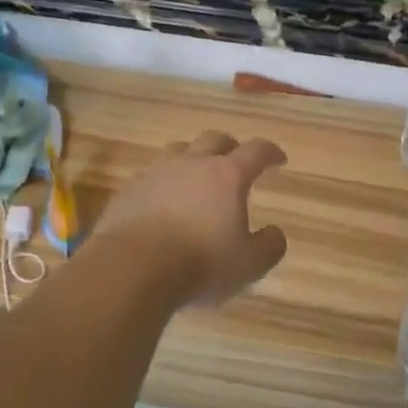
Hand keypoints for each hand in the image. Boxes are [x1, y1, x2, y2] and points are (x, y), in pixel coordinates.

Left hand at [91, 130, 288, 307]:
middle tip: (236, 159)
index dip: (270, 152)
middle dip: (230, 146)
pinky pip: (151, 175)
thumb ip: (269, 246)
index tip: (278, 159)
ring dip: (193, 157)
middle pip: (214, 140)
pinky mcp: (129, 189)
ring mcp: (156, 172)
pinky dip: (163, 182)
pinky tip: (162, 199)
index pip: (255, 151)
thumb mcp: (249, 264)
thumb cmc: (200, 264)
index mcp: (226, 176)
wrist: (132, 267)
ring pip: (178, 150)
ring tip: (196, 174)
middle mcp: (192, 164)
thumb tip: (275, 233)